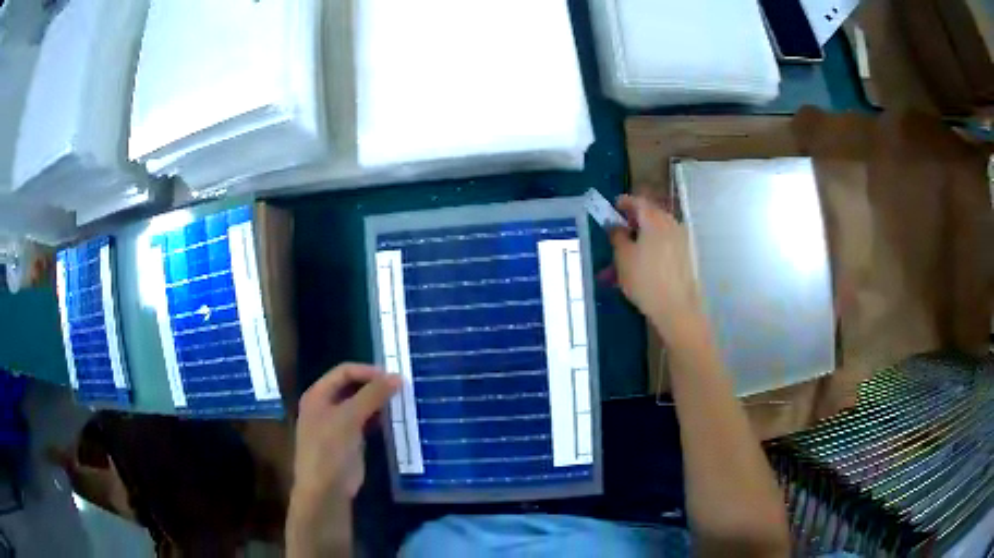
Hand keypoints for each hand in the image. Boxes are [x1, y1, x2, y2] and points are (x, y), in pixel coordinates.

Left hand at [291, 363, 400, 510]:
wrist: (326, 489)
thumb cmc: (330, 449)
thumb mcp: (349, 418)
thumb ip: (372, 395)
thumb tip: (397, 376)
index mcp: (317, 395)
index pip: (344, 371)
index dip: (367, 371)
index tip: (393, 377)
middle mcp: (325, 405)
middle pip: (351, 386)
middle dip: (374, 386)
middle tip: (401, 388)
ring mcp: (337, 424)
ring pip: (360, 404)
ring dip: (378, 402)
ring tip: (401, 401)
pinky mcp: (349, 440)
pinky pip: (365, 422)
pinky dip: (378, 419)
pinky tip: (394, 420)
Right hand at [609, 195, 705, 340]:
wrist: (677, 308)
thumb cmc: (645, 279)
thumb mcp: (623, 257)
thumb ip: (617, 236)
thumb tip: (615, 225)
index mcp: (654, 219)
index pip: (637, 201)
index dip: (624, 203)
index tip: (613, 207)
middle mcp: (670, 224)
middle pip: (650, 215)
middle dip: (633, 221)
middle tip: (619, 231)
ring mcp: (681, 240)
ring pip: (657, 232)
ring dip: (642, 238)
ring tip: (627, 254)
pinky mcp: (686, 256)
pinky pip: (665, 244)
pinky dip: (652, 249)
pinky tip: (642, 265)